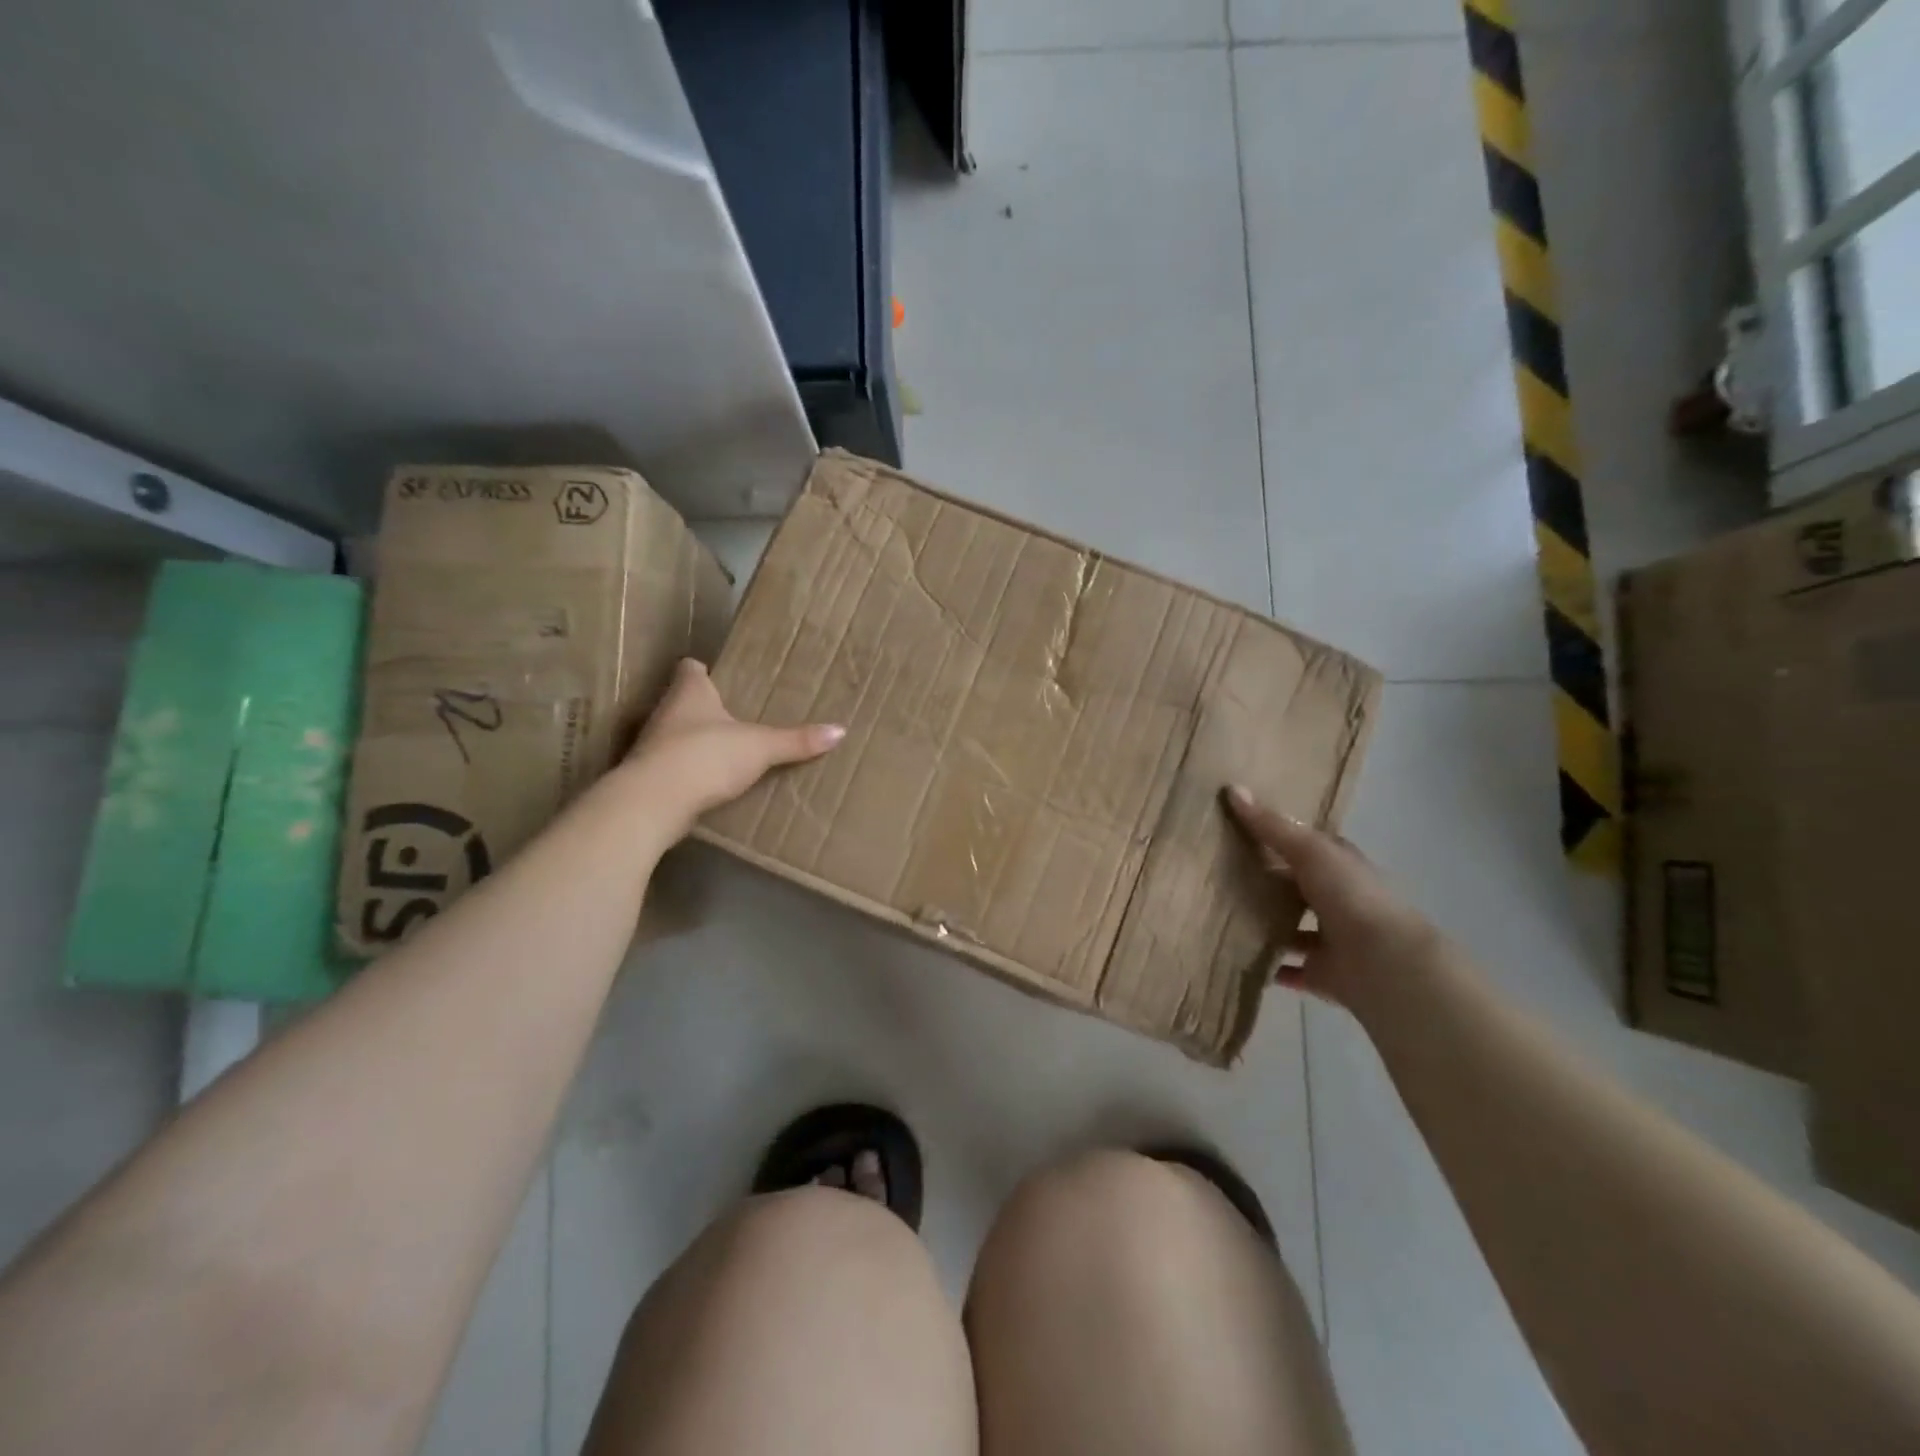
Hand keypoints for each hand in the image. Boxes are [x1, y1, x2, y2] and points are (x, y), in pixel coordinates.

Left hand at [623, 659, 843, 838]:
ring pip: (677, 734)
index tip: (720, 675)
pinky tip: (710, 781)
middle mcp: (666, 712)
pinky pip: (674, 766)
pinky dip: (690, 770)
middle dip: (705, 707)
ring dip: (696, 740)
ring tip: (727, 748)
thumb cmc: (705, 756)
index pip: (690, 668)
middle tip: (735, 713)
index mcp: (689, 692)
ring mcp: (653, 746)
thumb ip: (796, 740)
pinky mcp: (650, 777)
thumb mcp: (760, 747)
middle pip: (683, 701)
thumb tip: (840, 730)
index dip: (703, 669)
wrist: (653, 802)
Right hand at [1224, 785, 1438, 1008]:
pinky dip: (1269, 965)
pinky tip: (1237, 956)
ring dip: (1266, 923)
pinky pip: (1289, 967)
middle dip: (1266, 881)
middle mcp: (1337, 898)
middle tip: (1217, 872)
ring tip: (1221, 915)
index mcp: (1339, 865)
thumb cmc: (1350, 896)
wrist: (1384, 962)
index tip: (1238, 829)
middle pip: (1296, 885)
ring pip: (1292, 926)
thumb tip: (1232, 788)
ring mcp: (1331, 937)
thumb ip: (1271, 826)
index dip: (1277, 835)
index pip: (1306, 845)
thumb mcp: (1308, 850)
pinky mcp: (1322, 972)